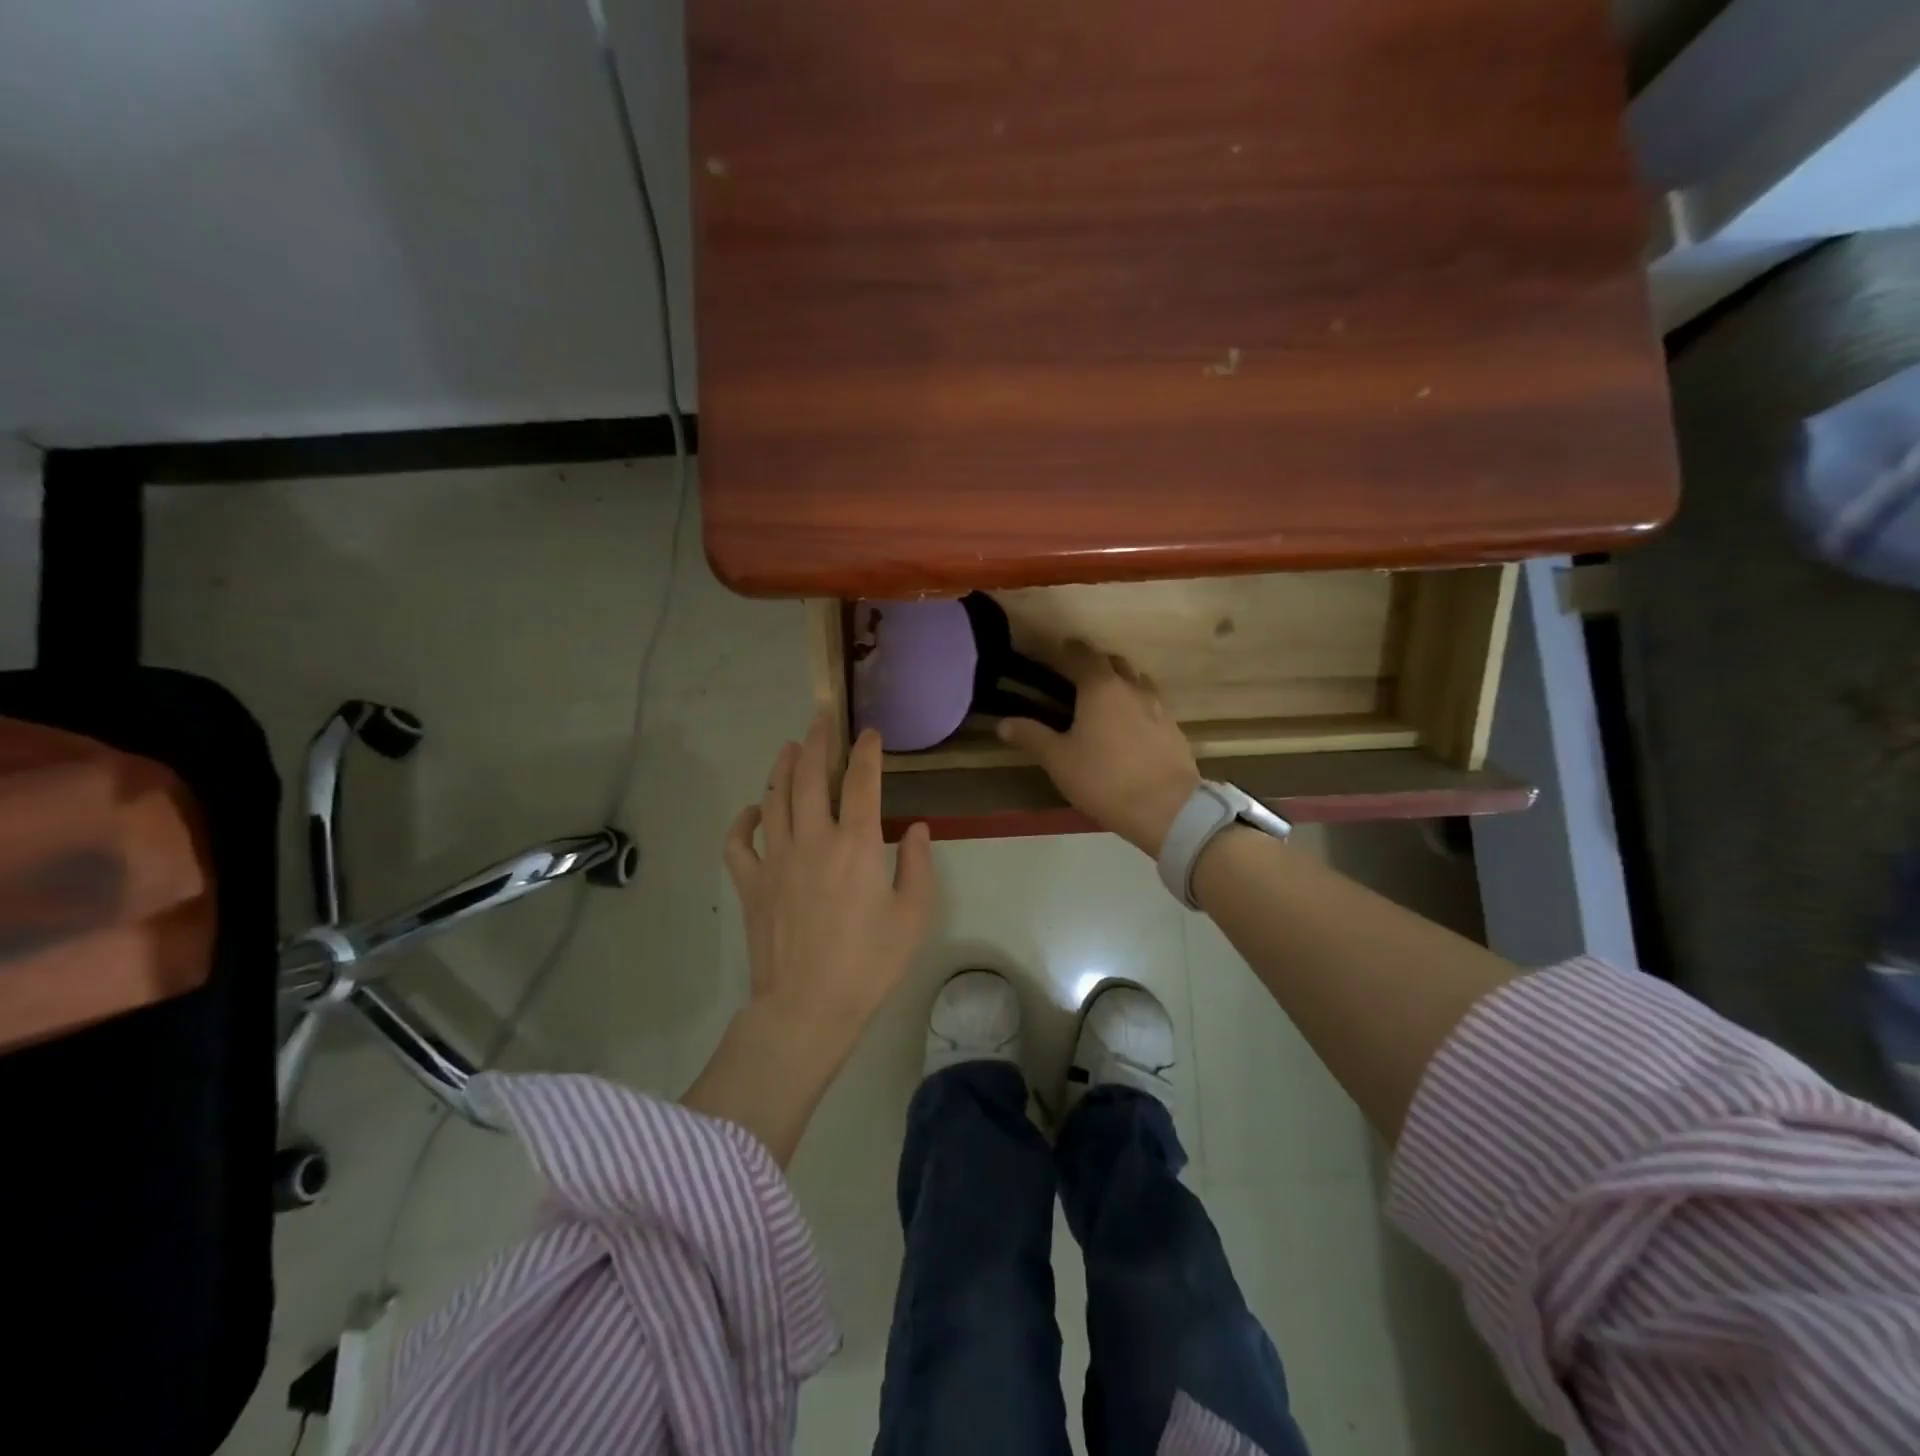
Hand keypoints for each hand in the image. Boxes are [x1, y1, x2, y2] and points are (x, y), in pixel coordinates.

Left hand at [685, 713, 934, 1162]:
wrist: (808, 1006)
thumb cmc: (869, 963)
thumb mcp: (914, 916)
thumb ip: (920, 866)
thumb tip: (920, 829)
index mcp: (857, 844)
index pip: (863, 782)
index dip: (867, 752)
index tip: (870, 733)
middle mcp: (814, 839)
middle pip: (811, 776)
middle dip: (818, 741)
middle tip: (821, 718)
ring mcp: (776, 859)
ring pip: (774, 798)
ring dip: (782, 768)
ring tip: (790, 747)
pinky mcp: (751, 883)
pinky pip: (738, 842)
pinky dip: (742, 821)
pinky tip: (752, 810)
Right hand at [997, 641, 1199, 856]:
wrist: (1166, 808)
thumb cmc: (1104, 779)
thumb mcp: (1059, 761)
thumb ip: (1032, 737)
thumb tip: (1003, 723)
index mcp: (1101, 688)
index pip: (1084, 656)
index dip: (1071, 649)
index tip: (1061, 648)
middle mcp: (1132, 689)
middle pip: (1115, 663)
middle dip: (1097, 663)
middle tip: (1080, 675)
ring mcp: (1158, 708)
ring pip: (1138, 682)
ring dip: (1122, 682)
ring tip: (1107, 699)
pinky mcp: (1174, 730)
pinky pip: (1153, 706)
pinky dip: (1138, 706)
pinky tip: (1131, 727)